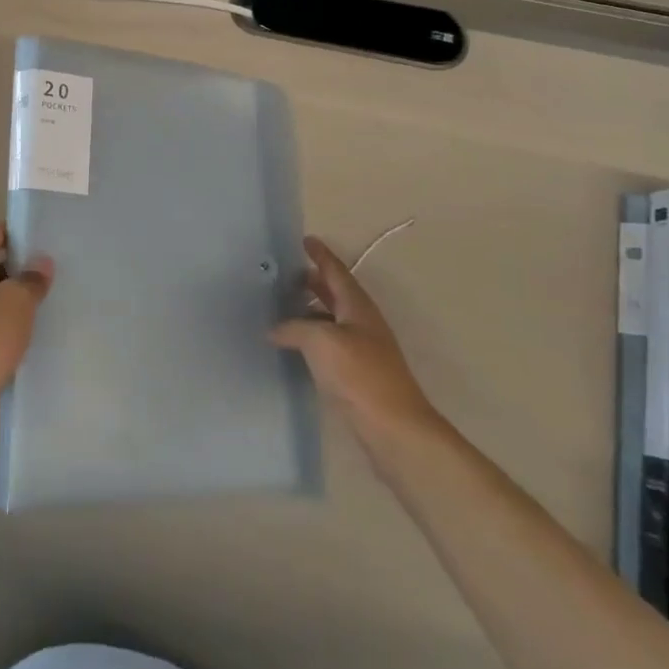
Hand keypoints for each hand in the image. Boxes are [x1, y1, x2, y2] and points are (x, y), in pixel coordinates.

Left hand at [0, 223, 53, 407]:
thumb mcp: (16, 301)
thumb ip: (31, 279)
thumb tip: (41, 263)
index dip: (0, 232)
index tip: (27, 236)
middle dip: (13, 267)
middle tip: (42, 271)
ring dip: (11, 297)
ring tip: (41, 302)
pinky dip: (7, 322)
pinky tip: (29, 331)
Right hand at [272, 237, 436, 449]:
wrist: (393, 429)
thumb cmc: (359, 374)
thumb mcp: (321, 341)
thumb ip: (295, 328)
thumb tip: (275, 329)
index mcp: (357, 306)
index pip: (336, 270)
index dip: (321, 254)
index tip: (304, 239)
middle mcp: (361, 322)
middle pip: (335, 293)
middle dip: (314, 281)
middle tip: (286, 272)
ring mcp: (361, 350)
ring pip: (332, 320)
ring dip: (311, 311)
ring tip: (283, 307)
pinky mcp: (356, 375)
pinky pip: (329, 346)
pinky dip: (311, 338)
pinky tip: (293, 346)